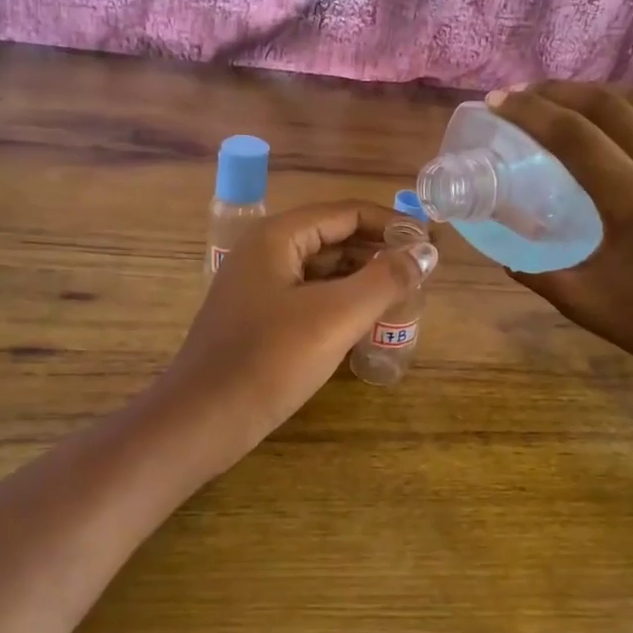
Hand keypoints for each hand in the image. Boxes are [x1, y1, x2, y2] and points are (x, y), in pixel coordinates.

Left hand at [155, 201, 424, 470]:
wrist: (202, 420)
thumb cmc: (269, 360)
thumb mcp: (336, 316)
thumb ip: (385, 280)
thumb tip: (426, 253)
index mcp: (278, 237)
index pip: (347, 213)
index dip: (392, 224)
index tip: (429, 245)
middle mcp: (266, 253)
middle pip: (334, 238)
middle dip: (378, 253)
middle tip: (421, 276)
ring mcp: (259, 287)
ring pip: (322, 271)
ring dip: (362, 280)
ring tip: (402, 299)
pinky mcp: (260, 320)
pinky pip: (310, 298)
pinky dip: (341, 304)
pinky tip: (366, 324)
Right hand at [487, 82, 632, 428]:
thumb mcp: (578, 300)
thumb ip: (532, 269)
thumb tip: (498, 245)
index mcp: (632, 203)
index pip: (573, 135)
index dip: (530, 111)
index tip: (499, 102)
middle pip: (607, 105)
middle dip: (559, 92)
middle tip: (525, 96)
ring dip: (601, 93)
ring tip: (568, 100)